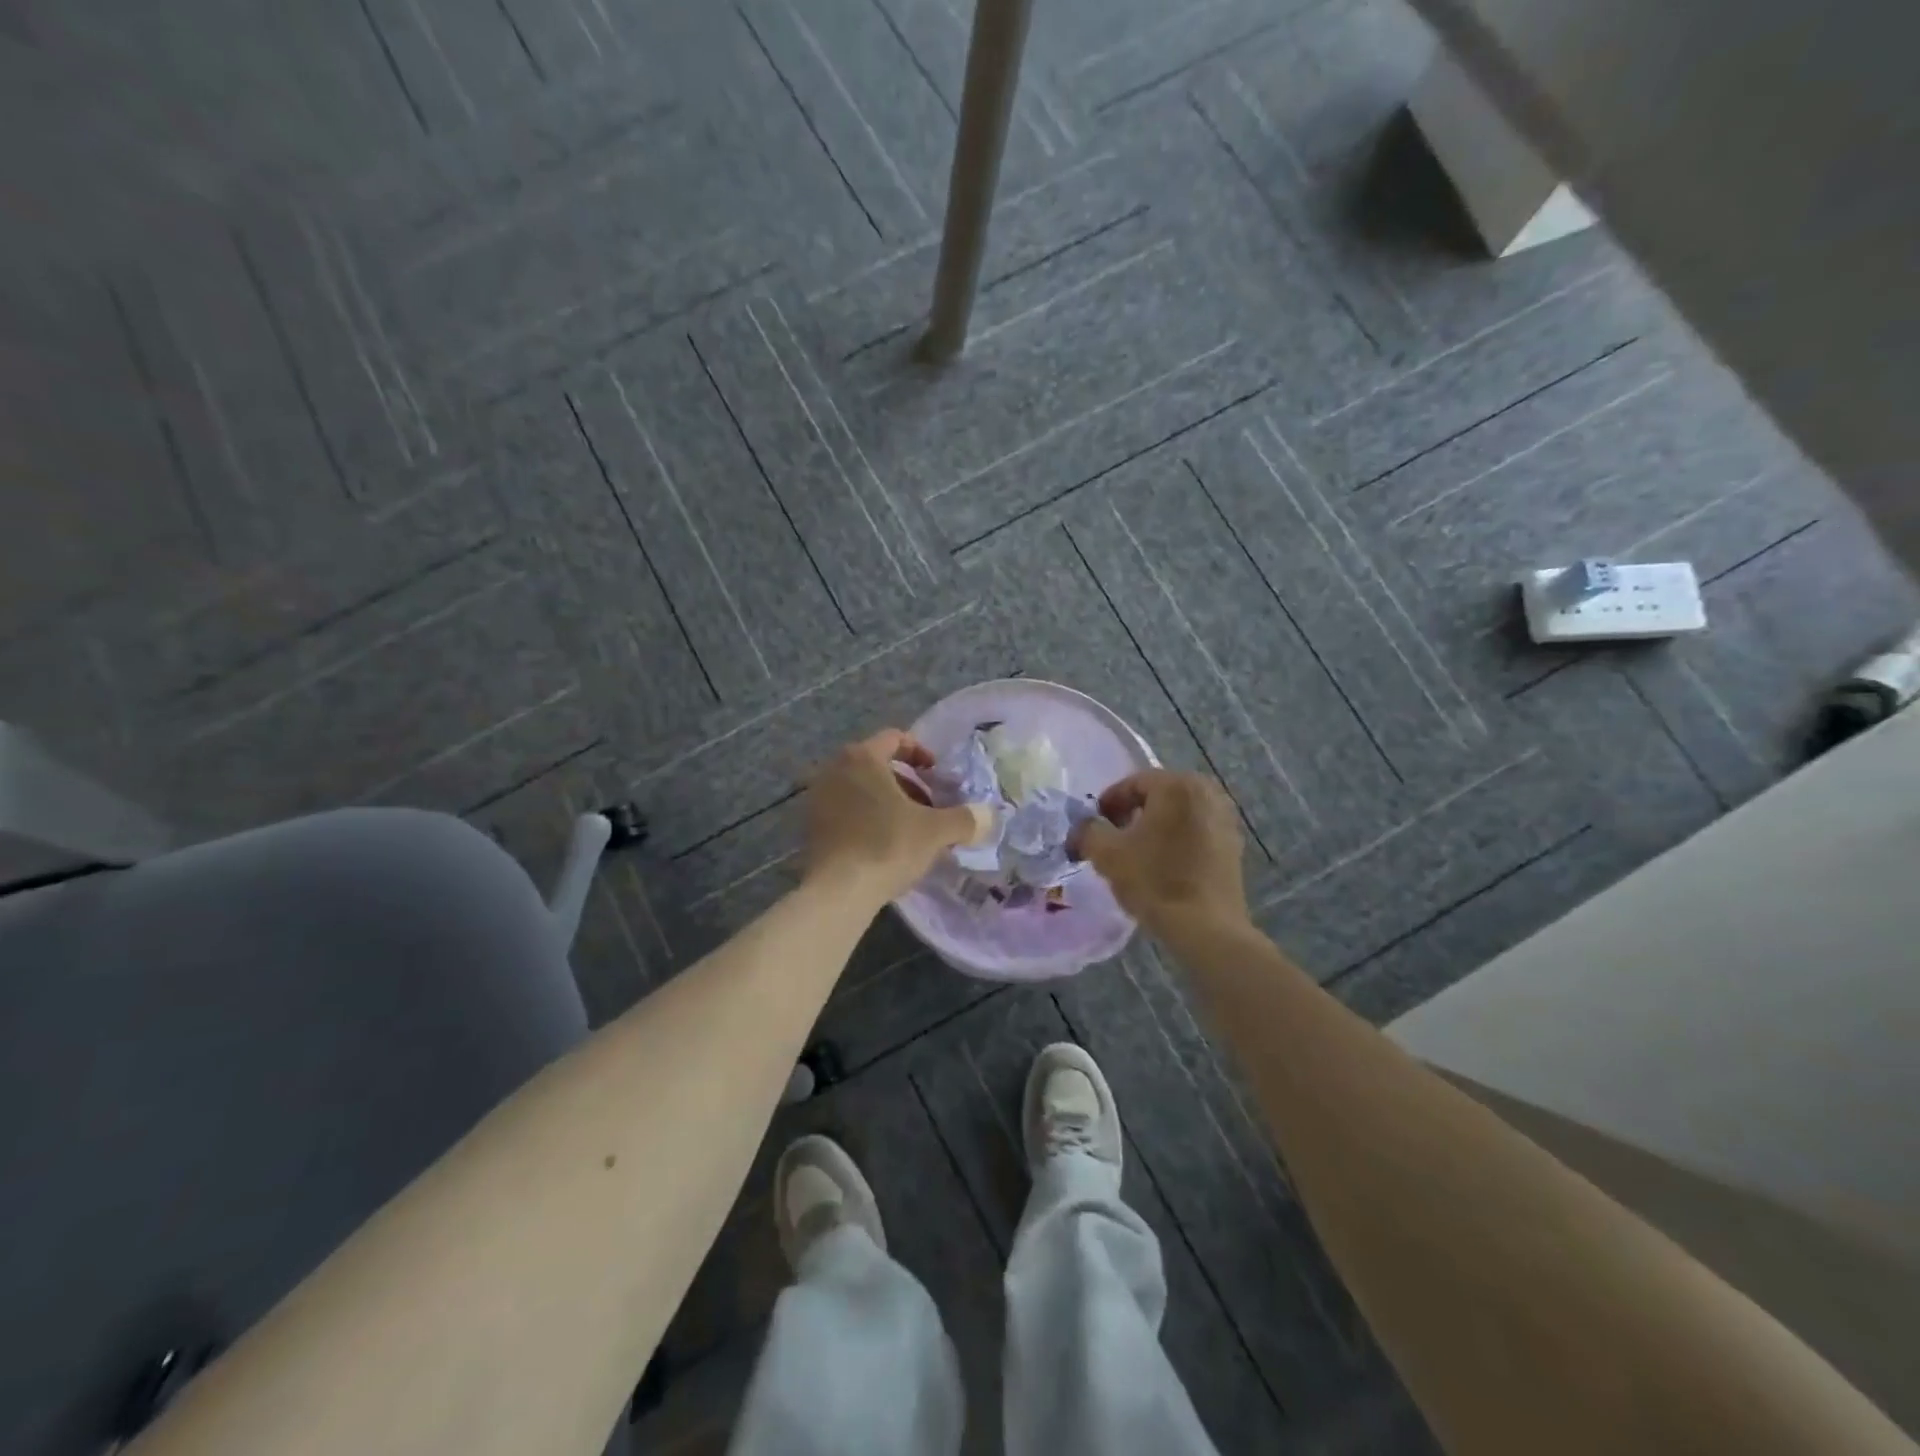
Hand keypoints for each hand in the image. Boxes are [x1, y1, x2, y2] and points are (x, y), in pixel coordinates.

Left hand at [801, 729, 991, 908]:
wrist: (839, 891)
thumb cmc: (888, 846)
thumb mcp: (936, 831)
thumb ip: (965, 819)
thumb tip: (990, 816)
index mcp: (862, 757)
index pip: (894, 738)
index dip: (920, 753)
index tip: (937, 774)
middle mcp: (835, 769)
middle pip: (877, 764)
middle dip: (907, 782)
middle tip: (929, 805)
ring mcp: (818, 797)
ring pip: (862, 789)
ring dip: (888, 802)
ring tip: (911, 828)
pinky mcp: (812, 826)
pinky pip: (847, 810)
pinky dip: (868, 818)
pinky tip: (886, 844)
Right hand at [1072, 770, 1249, 935]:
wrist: (1205, 927)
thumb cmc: (1154, 881)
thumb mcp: (1106, 853)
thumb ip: (1088, 830)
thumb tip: (1083, 827)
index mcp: (1176, 785)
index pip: (1132, 783)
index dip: (1108, 803)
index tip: (1094, 826)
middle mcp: (1206, 792)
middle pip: (1158, 796)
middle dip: (1133, 813)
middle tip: (1113, 838)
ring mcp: (1225, 818)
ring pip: (1179, 814)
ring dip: (1156, 827)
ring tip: (1138, 853)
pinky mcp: (1234, 845)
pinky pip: (1196, 831)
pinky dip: (1177, 840)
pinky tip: (1164, 864)